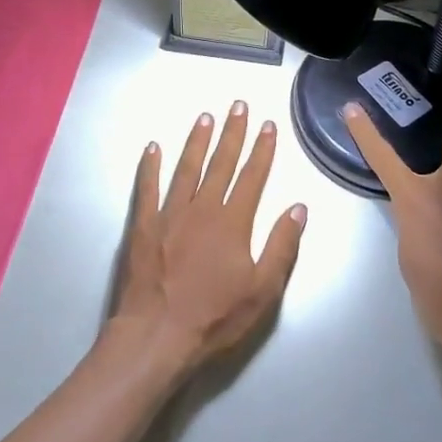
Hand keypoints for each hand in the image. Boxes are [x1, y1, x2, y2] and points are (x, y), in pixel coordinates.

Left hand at [111, 101, 306, 373]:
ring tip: (205, 118)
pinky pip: (147, 188)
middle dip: (232, 133)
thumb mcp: (263, 290)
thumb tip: (297, 208)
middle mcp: (202, 208)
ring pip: (186, 168)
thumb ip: (281, 246)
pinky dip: (149, 167)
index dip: (262, 150)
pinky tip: (152, 148)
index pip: (252, 176)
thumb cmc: (214, 317)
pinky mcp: (143, 226)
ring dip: (197, 141)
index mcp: (233, 222)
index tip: (268, 126)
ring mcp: (169, 214)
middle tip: (238, 106)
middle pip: (221, 163)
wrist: (157, 336)